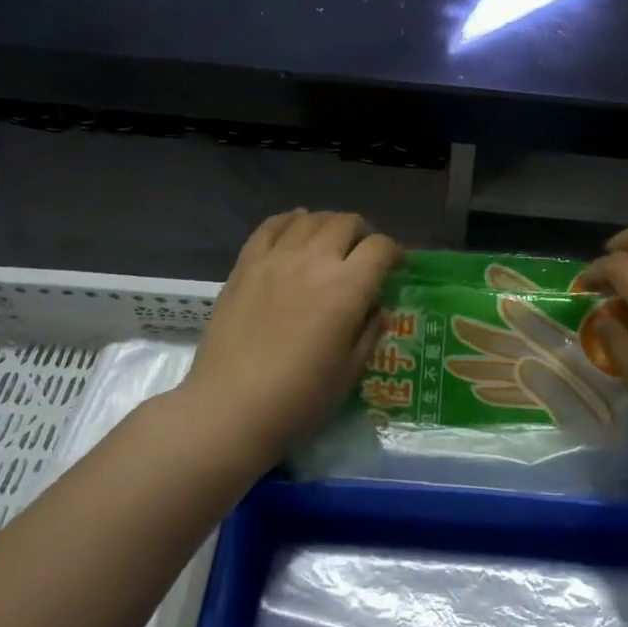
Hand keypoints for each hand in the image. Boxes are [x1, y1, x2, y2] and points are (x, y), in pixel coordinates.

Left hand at [183, 210, 402, 458]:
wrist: (230, 406)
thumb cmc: (299, 397)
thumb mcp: (349, 371)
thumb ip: (369, 332)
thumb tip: (379, 309)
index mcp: (347, 287)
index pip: (380, 248)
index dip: (395, 252)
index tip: (397, 266)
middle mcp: (314, 261)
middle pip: (346, 223)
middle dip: (363, 233)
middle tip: (363, 254)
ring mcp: (276, 259)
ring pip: (309, 219)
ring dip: (328, 225)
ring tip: (329, 241)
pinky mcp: (245, 265)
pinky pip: (270, 227)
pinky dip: (288, 221)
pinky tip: (293, 227)